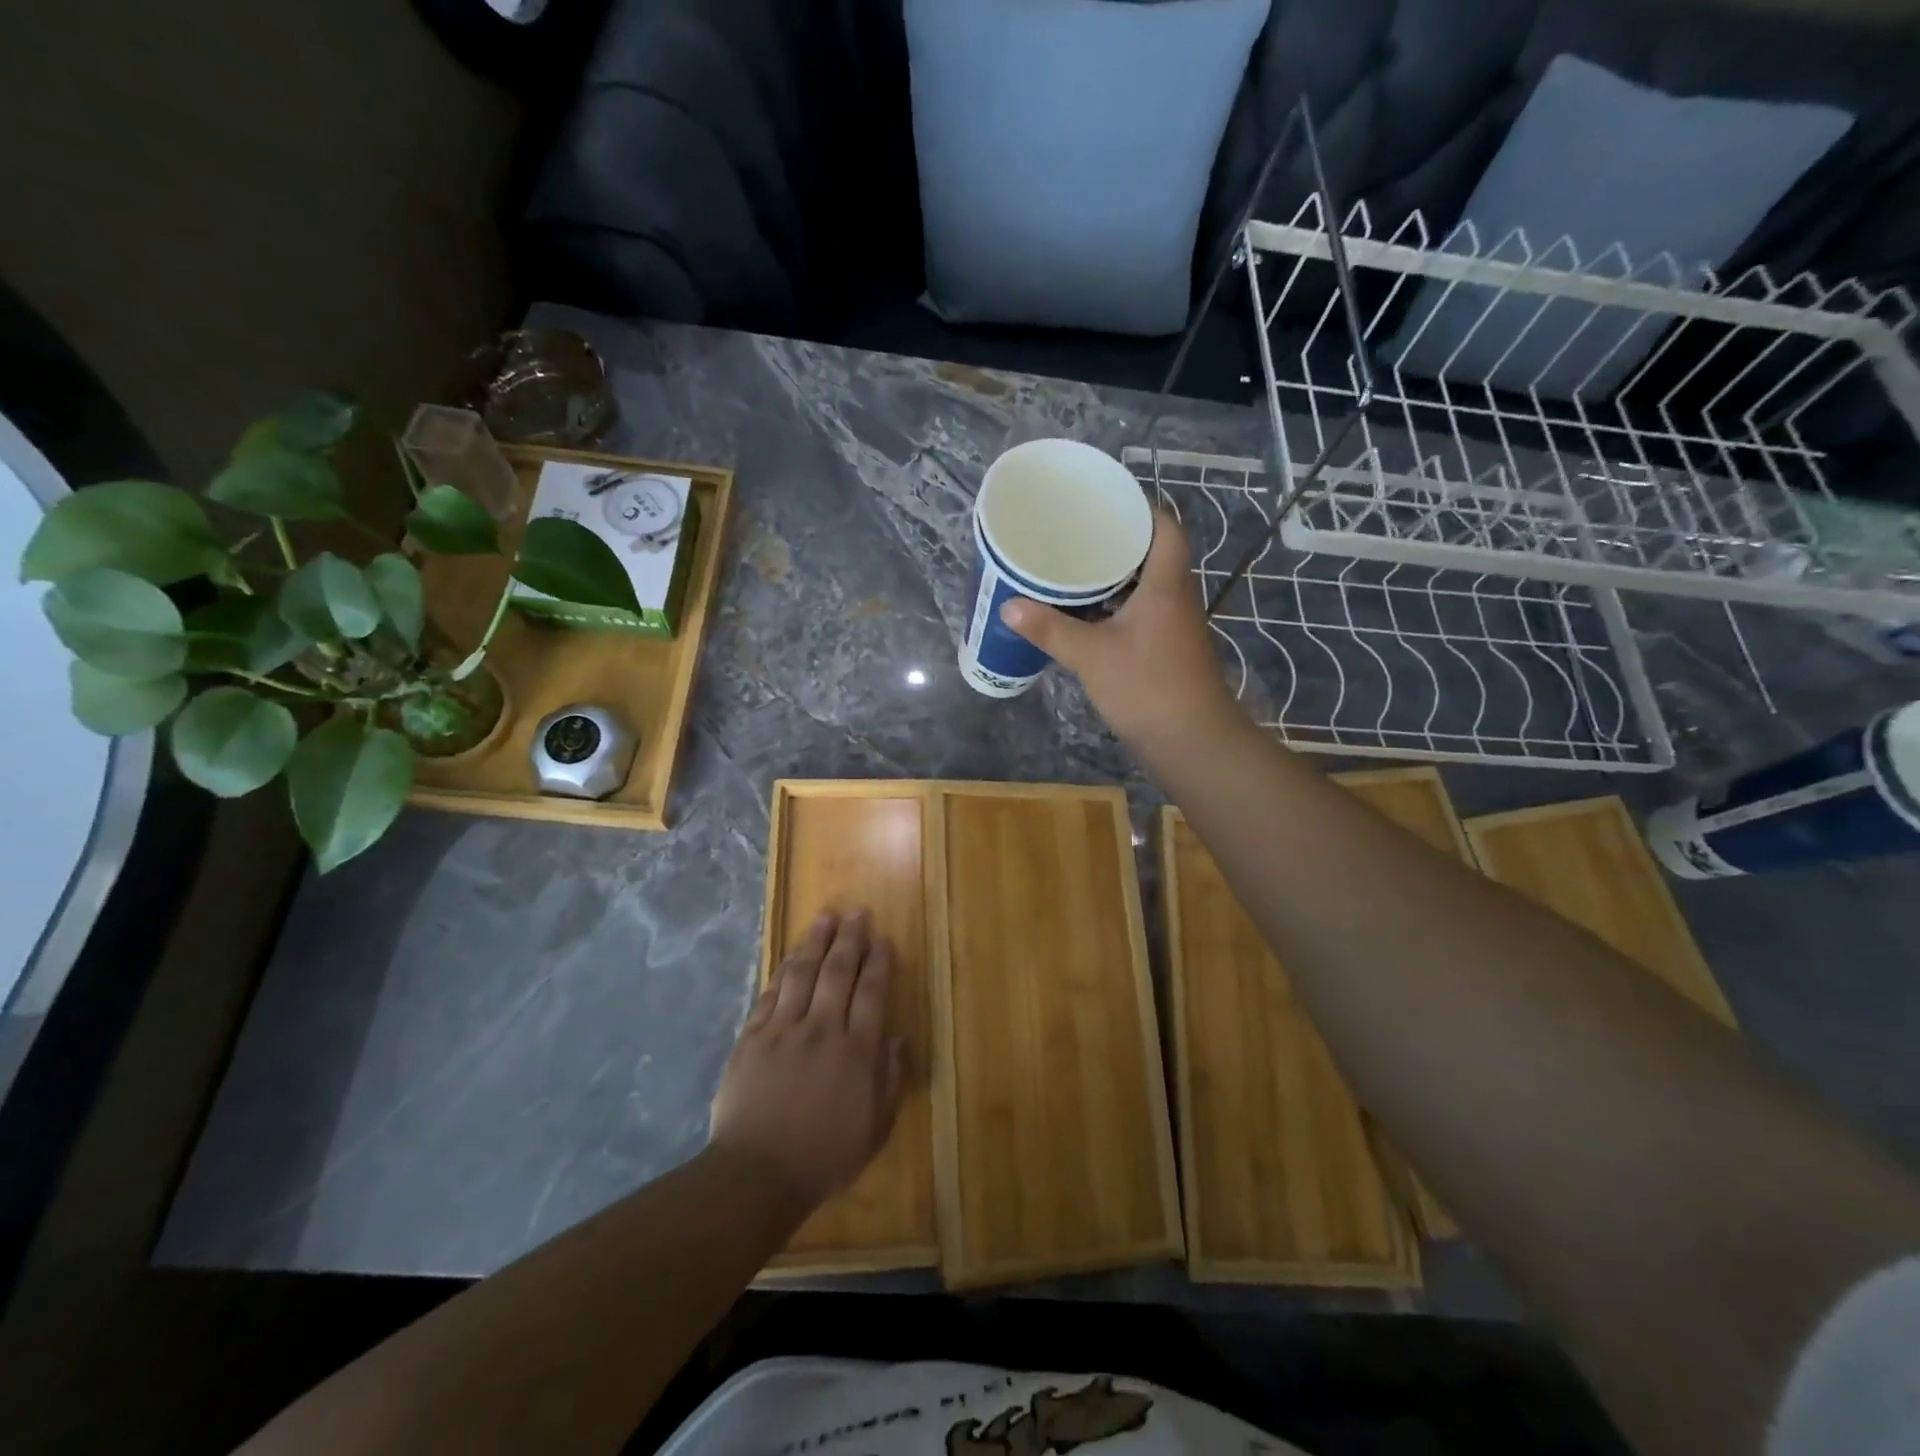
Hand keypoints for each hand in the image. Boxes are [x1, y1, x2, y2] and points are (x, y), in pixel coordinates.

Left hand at [710, 909, 904, 1213]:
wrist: (757, 1174)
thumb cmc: (824, 1156)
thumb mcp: (875, 1128)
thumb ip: (889, 1080)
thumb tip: (897, 1039)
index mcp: (856, 1050)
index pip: (872, 992)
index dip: (879, 962)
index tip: (882, 939)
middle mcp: (822, 1029)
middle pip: (838, 972)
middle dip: (850, 939)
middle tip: (857, 912)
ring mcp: (783, 1030)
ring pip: (802, 974)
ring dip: (815, 942)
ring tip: (825, 917)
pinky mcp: (752, 1038)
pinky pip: (770, 995)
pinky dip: (783, 972)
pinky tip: (791, 957)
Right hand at [1001, 509, 1240, 753]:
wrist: (1190, 740)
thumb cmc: (1146, 686)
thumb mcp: (1091, 655)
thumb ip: (1050, 629)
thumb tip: (1009, 605)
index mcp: (1166, 583)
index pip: (1165, 527)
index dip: (1140, 508)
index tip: (1105, 502)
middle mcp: (1176, 596)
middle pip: (1152, 553)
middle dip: (1118, 541)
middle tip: (1077, 533)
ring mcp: (1173, 625)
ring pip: (1146, 586)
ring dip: (1116, 576)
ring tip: (1075, 566)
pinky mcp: (1166, 649)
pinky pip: (1141, 612)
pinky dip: (1116, 606)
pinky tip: (1086, 614)